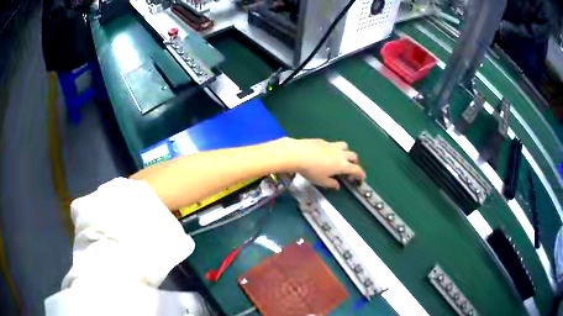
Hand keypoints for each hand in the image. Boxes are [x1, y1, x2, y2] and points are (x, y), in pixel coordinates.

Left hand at [279, 138, 366, 188]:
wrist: (298, 154)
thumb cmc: (311, 170)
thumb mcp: (321, 181)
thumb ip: (331, 183)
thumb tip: (337, 185)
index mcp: (342, 165)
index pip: (356, 169)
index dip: (361, 174)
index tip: (362, 177)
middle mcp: (340, 154)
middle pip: (353, 156)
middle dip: (354, 162)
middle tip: (351, 167)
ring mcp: (332, 145)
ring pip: (345, 146)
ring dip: (346, 152)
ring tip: (340, 157)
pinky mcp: (323, 141)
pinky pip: (333, 144)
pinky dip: (334, 149)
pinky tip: (326, 153)